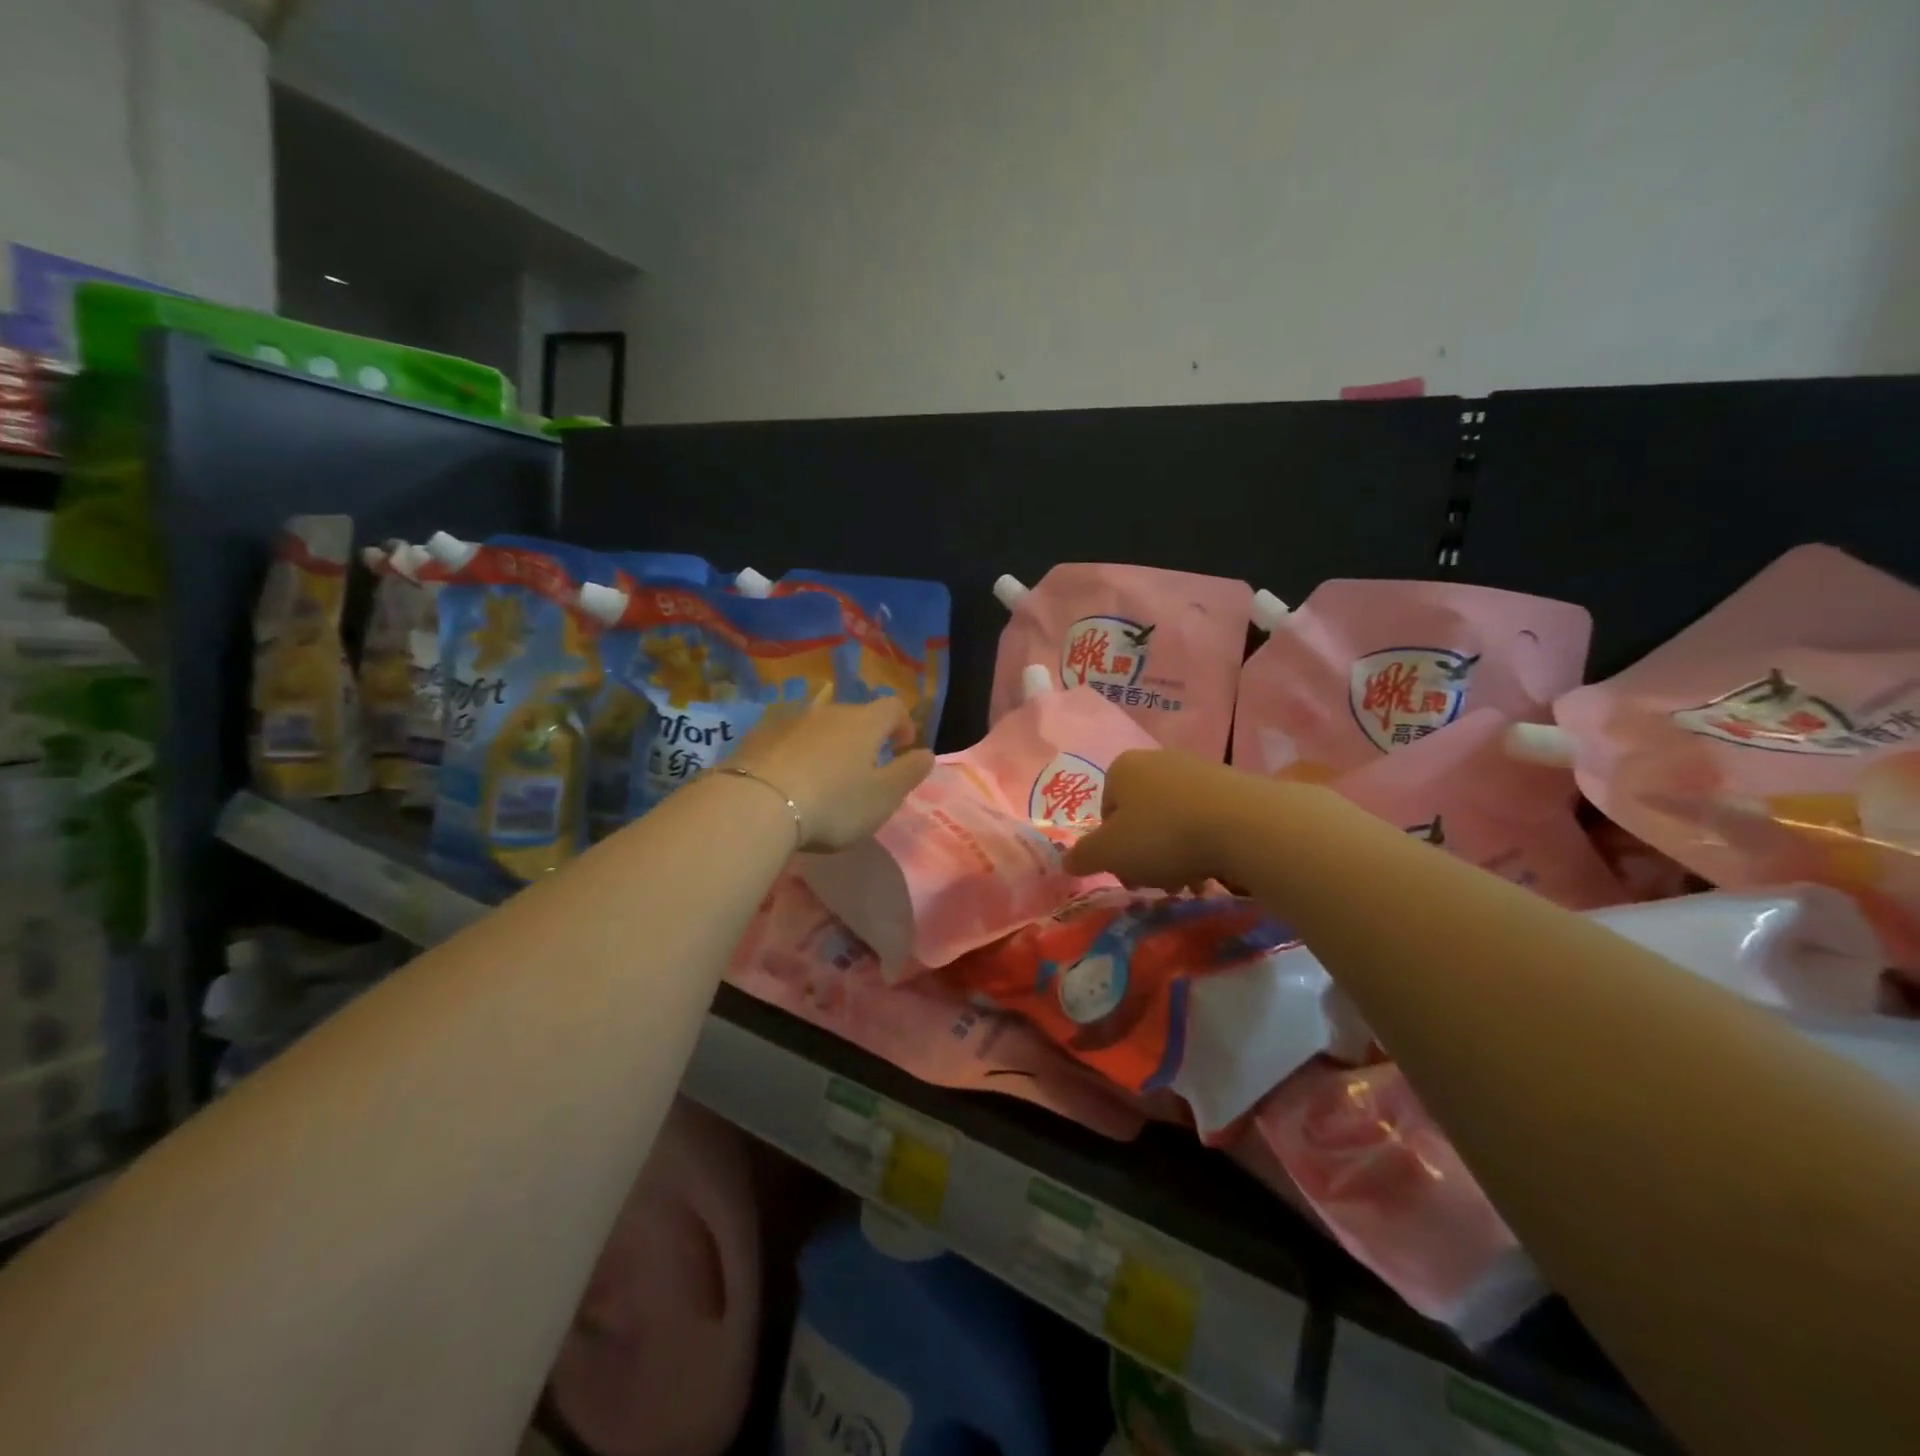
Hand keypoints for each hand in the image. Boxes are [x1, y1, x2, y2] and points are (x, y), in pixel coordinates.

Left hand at [727, 694, 933, 851]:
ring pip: (817, 726)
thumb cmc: (833, 803)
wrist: (755, 805)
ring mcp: (788, 720)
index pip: (893, 707)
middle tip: (863, 768)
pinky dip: (794, 754)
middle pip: (853, 715)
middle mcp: (828, 711)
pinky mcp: (756, 737)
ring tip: (823, 777)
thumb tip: (926, 753)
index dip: (903, 724)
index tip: (902, 747)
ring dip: (826, 745)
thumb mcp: (884, 797)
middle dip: (863, 737)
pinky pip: (785, 739)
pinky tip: (787, 781)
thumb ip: (909, 773)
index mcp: (864, 722)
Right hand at [1063, 748, 1247, 888]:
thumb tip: (1065, 861)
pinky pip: (1207, 819)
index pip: (1105, 811)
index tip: (1128, 872)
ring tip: (1190, 881)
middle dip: (1145, 852)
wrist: (1243, 824)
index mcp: (1123, 768)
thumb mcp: (1110, 853)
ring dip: (1175, 853)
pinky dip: (1205, 843)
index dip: (1112, 847)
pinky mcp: (1233, 785)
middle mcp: (1158, 760)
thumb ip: (1083, 856)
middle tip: (1157, 881)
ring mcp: (1198, 769)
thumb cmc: (1163, 834)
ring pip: (1174, 820)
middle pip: (1140, 816)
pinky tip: (1215, 868)